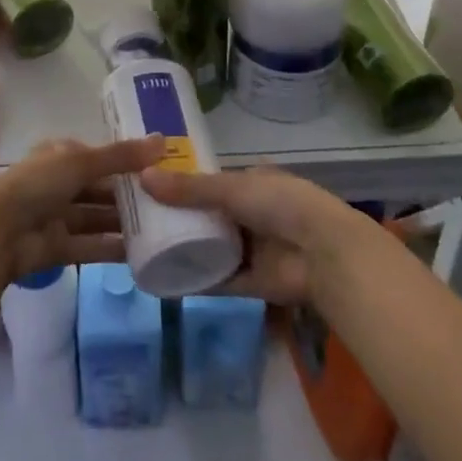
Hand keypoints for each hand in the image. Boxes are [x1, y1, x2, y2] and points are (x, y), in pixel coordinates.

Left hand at [0, 136, 164, 283]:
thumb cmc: (38, 185)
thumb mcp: (81, 162)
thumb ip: (121, 156)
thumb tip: (163, 141)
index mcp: (61, 155)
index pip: (100, 156)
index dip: (127, 161)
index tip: (160, 168)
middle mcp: (60, 183)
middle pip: (101, 188)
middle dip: (129, 195)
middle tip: (168, 202)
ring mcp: (57, 216)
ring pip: (97, 218)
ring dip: (123, 223)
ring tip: (161, 228)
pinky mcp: (58, 248)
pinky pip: (91, 246)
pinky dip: (112, 249)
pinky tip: (140, 254)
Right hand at [139, 164, 366, 305]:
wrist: (322, 252)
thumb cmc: (280, 203)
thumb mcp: (232, 187)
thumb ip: (189, 188)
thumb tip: (143, 178)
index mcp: (251, 182)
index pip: (211, 182)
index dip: (184, 185)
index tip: (150, 188)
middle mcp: (250, 213)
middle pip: (208, 216)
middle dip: (180, 220)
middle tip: (139, 221)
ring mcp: (252, 249)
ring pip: (211, 248)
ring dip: (186, 250)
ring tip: (145, 250)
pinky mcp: (252, 282)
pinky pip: (218, 280)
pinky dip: (195, 281)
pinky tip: (165, 282)